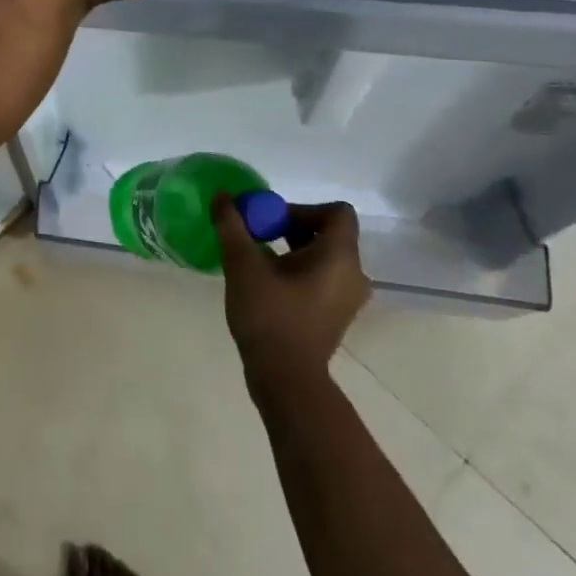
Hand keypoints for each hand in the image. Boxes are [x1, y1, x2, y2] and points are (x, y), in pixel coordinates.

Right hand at [212, 196, 370, 393]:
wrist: (286, 380)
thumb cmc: (270, 316)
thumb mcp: (243, 265)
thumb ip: (232, 226)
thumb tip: (222, 196)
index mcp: (340, 256)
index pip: (337, 211)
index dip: (303, 208)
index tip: (271, 221)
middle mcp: (353, 274)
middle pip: (328, 232)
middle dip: (291, 227)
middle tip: (258, 236)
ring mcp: (347, 298)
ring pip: (324, 256)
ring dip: (293, 249)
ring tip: (259, 259)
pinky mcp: (337, 315)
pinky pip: (323, 278)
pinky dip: (299, 271)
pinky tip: (268, 283)